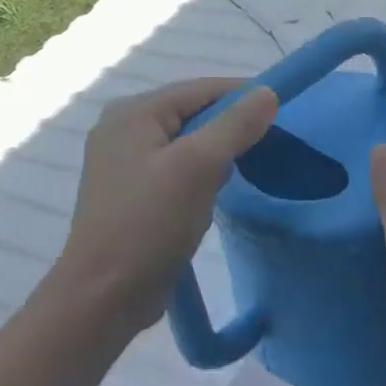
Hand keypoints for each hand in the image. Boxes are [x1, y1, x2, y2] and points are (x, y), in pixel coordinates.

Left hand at [58, 78, 277, 331]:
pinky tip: (215, 194)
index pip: (199, 89)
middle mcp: (123, 129)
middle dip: (230, 127)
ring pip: (186, 143)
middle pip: (192, 113)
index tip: (281, 110)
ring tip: (245, 170)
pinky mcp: (131, 193)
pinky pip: (176, 169)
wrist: (104, 297)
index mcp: (133, 113)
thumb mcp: (199, 167)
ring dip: (216, 154)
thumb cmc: (150, 223)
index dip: (242, 95)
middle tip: (268, 144)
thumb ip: (235, 125)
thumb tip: (267, 92)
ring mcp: (124, 163)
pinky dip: (200, 175)